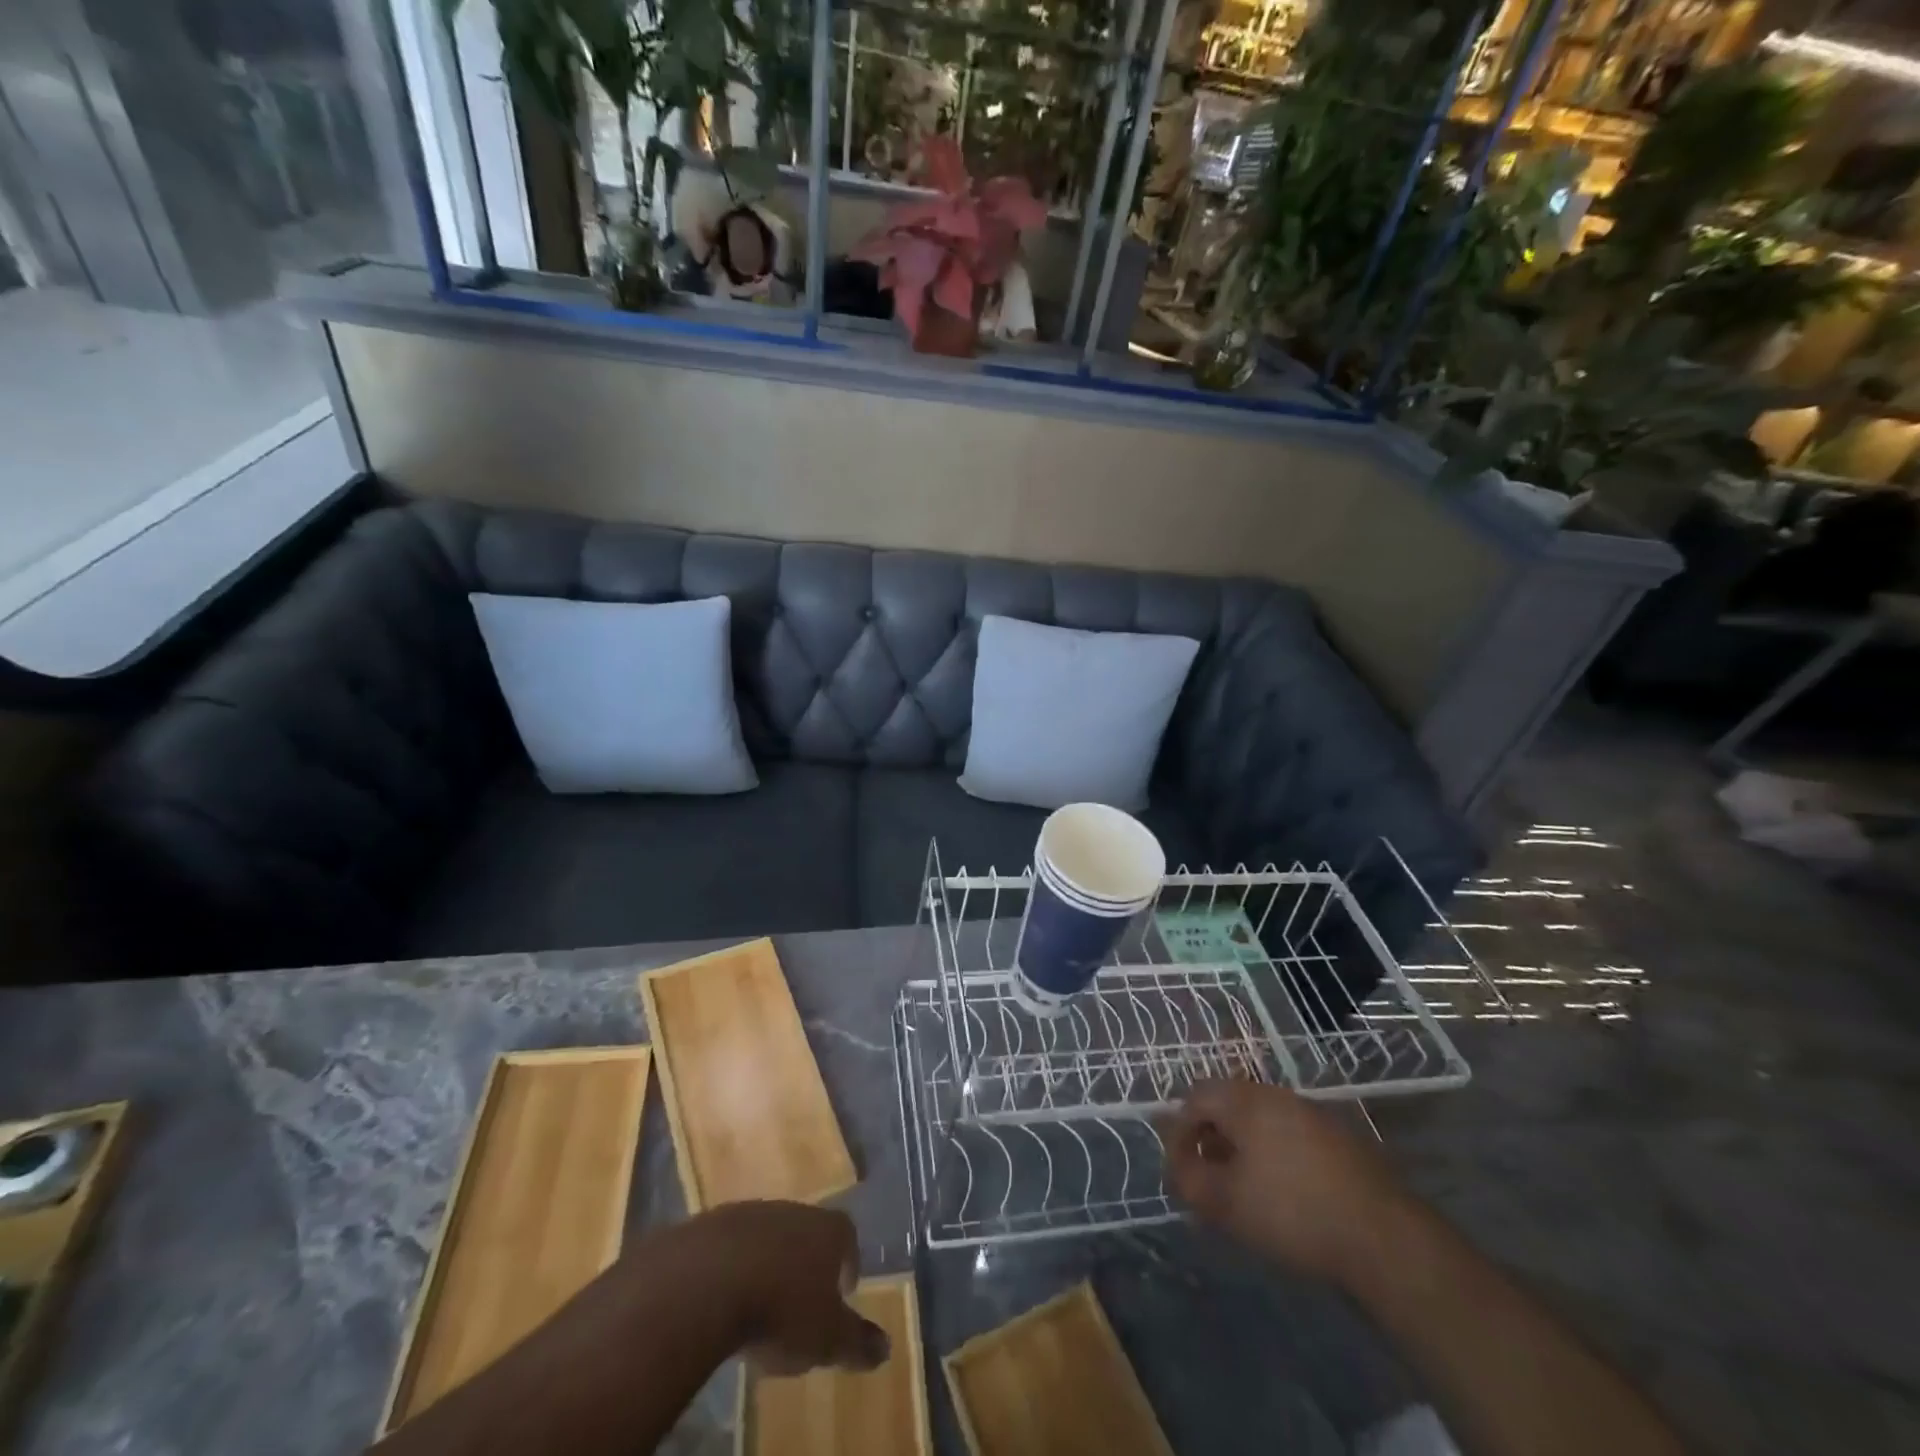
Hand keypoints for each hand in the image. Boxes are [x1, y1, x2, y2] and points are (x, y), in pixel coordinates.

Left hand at [671, 1201, 889, 1374]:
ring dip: (770, 1262)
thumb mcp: (826, 1338)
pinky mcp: (714, 1223)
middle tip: (803, 1299)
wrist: (707, 1282)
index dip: (849, 1262)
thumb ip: (856, 1341)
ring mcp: (753, 1213)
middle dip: (808, 1263)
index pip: (848, 1237)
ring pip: (770, 1236)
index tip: (844, 1291)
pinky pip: (733, 1246)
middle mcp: (795, 1210)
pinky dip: (735, 1266)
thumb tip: (886, 1347)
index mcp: (828, 1230)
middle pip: (809, 1232)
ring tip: (763, 1300)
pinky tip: (727, 1296)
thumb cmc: (780, 1309)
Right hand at [1159, 1080, 1410, 1287]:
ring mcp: (1312, 1113)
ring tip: (1244, 1189)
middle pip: (1228, 1105)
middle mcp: (1276, 1094)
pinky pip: (1290, 1135)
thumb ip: (1189, 1180)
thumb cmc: (1292, 1211)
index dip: (1178, 1132)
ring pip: (1261, 1120)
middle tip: (1208, 1178)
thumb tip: (1176, 1166)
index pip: (1194, 1098)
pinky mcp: (1340, 1138)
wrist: (1382, 1236)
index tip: (1179, 1170)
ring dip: (1243, 1147)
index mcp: (1244, 1100)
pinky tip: (1284, 1193)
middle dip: (1211, 1139)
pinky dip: (1275, 1155)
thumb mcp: (1225, 1203)